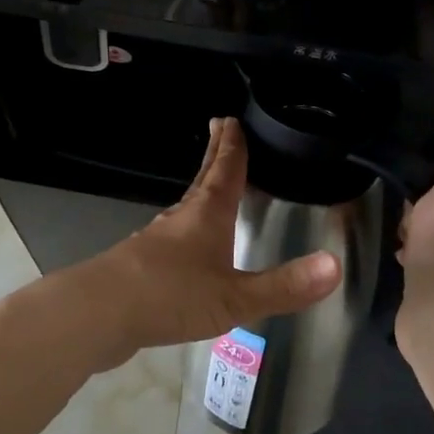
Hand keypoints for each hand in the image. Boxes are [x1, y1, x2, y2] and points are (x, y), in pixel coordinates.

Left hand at [83, 118, 341, 368]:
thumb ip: (283, 286)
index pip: (225, 170)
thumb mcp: (235, 297)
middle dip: (216, 155)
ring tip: (211, 186)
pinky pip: (173, 238)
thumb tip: (335, 266)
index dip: (233, 146)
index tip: (233, 119)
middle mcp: (181, 219)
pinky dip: (186, 230)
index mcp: (207, 215)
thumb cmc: (171, 295)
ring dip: (201, 191)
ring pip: (186, 207)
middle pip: (203, 180)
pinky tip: (186, 249)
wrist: (98, 314)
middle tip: (221, 128)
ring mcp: (157, 241)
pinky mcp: (141, 266)